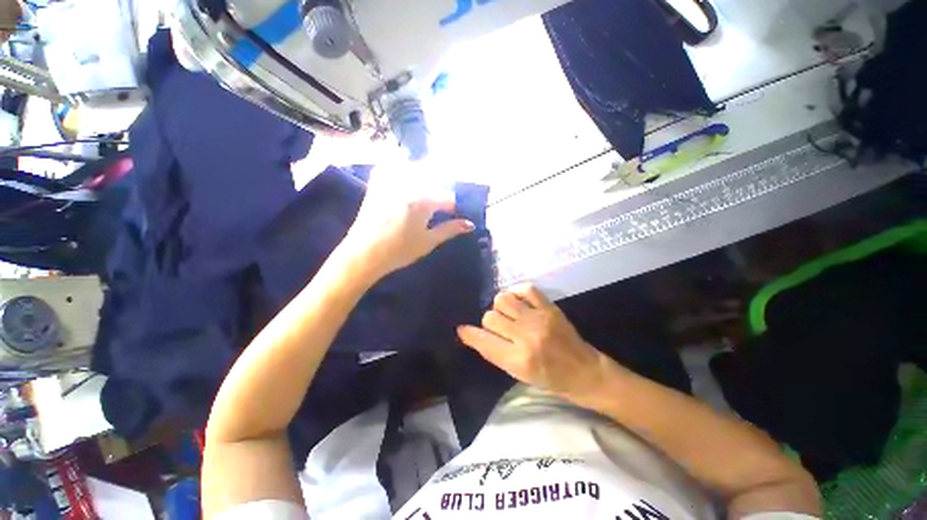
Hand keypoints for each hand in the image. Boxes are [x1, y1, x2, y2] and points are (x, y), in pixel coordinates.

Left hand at [341, 173, 473, 280]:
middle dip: (439, 193)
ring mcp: (391, 182)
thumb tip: (470, 225)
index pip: (447, 196)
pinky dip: (402, 171)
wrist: (364, 254)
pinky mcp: (377, 184)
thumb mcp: (428, 241)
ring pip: (415, 171)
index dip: (452, 207)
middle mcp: (409, 185)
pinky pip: (393, 168)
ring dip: (423, 179)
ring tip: (422, 198)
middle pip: (433, 181)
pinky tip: (403, 184)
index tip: (451, 216)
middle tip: (438, 209)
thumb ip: (450, 229)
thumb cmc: (399, 250)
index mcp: (423, 200)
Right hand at [457, 284, 608, 398]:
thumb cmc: (550, 379)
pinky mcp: (549, 307)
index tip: (462, 329)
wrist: (585, 371)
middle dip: (489, 322)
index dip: (469, 334)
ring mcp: (539, 319)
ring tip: (509, 312)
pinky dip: (517, 292)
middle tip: (499, 327)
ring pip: (503, 299)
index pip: (483, 341)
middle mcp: (526, 337)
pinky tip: (519, 301)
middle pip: (490, 317)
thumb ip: (495, 352)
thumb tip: (472, 334)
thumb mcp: (518, 374)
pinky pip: (525, 288)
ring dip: (501, 306)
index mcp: (518, 360)